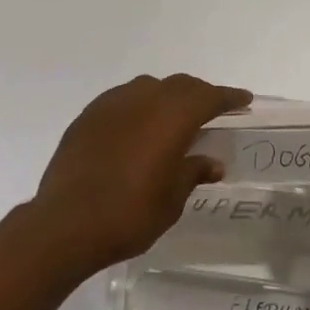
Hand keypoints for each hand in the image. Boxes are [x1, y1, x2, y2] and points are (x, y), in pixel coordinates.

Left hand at [33, 74, 251, 271]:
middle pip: (180, 85)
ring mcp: (112, 103)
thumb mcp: (170, 201)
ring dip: (167, 97)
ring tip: (173, 119)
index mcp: (171, 116)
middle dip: (199, 94)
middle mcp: (144, 98)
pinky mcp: (88, 115)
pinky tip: (136, 128)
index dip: (229, 97)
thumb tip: (211, 162)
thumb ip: (192, 173)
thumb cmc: (128, 214)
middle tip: (212, 110)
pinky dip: (138, 107)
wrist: (65, 223)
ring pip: (149, 87)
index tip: (244, 100)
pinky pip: (123, 99)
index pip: (208, 96)